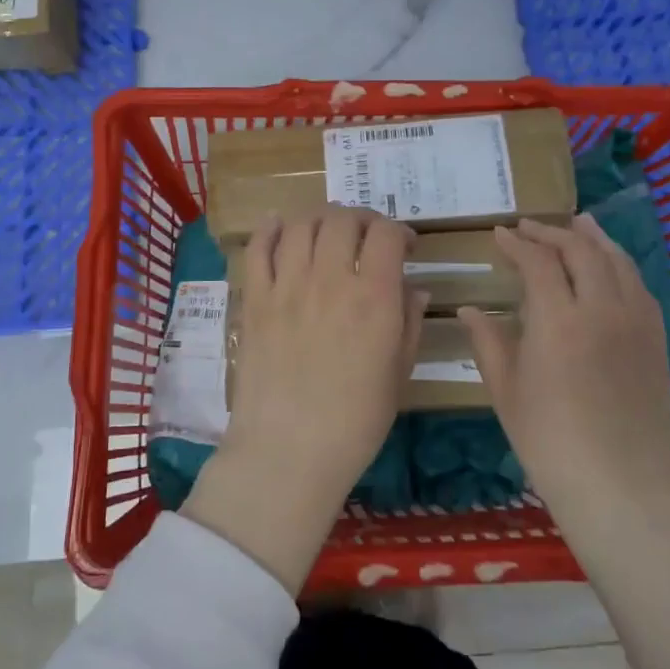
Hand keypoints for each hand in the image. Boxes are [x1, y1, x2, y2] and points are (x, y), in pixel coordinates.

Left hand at [182, 207, 425, 590]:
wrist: (288, 451)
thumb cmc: (355, 422)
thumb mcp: (398, 374)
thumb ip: (409, 323)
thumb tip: (415, 289)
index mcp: (373, 298)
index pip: (386, 234)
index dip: (399, 231)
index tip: (404, 246)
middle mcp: (329, 279)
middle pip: (343, 219)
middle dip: (361, 219)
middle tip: (366, 235)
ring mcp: (287, 286)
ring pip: (301, 224)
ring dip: (320, 218)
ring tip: (327, 230)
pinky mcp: (254, 299)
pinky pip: (258, 248)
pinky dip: (270, 229)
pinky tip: (279, 225)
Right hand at [459, 215, 669, 522]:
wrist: (618, 486)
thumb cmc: (548, 441)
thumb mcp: (505, 390)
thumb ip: (488, 341)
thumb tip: (470, 309)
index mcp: (558, 321)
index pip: (538, 262)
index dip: (517, 243)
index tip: (499, 235)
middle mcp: (602, 309)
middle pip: (580, 249)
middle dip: (551, 233)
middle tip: (528, 228)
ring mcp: (636, 322)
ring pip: (616, 261)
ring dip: (592, 238)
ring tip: (577, 223)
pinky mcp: (657, 340)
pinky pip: (639, 286)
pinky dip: (619, 265)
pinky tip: (609, 267)